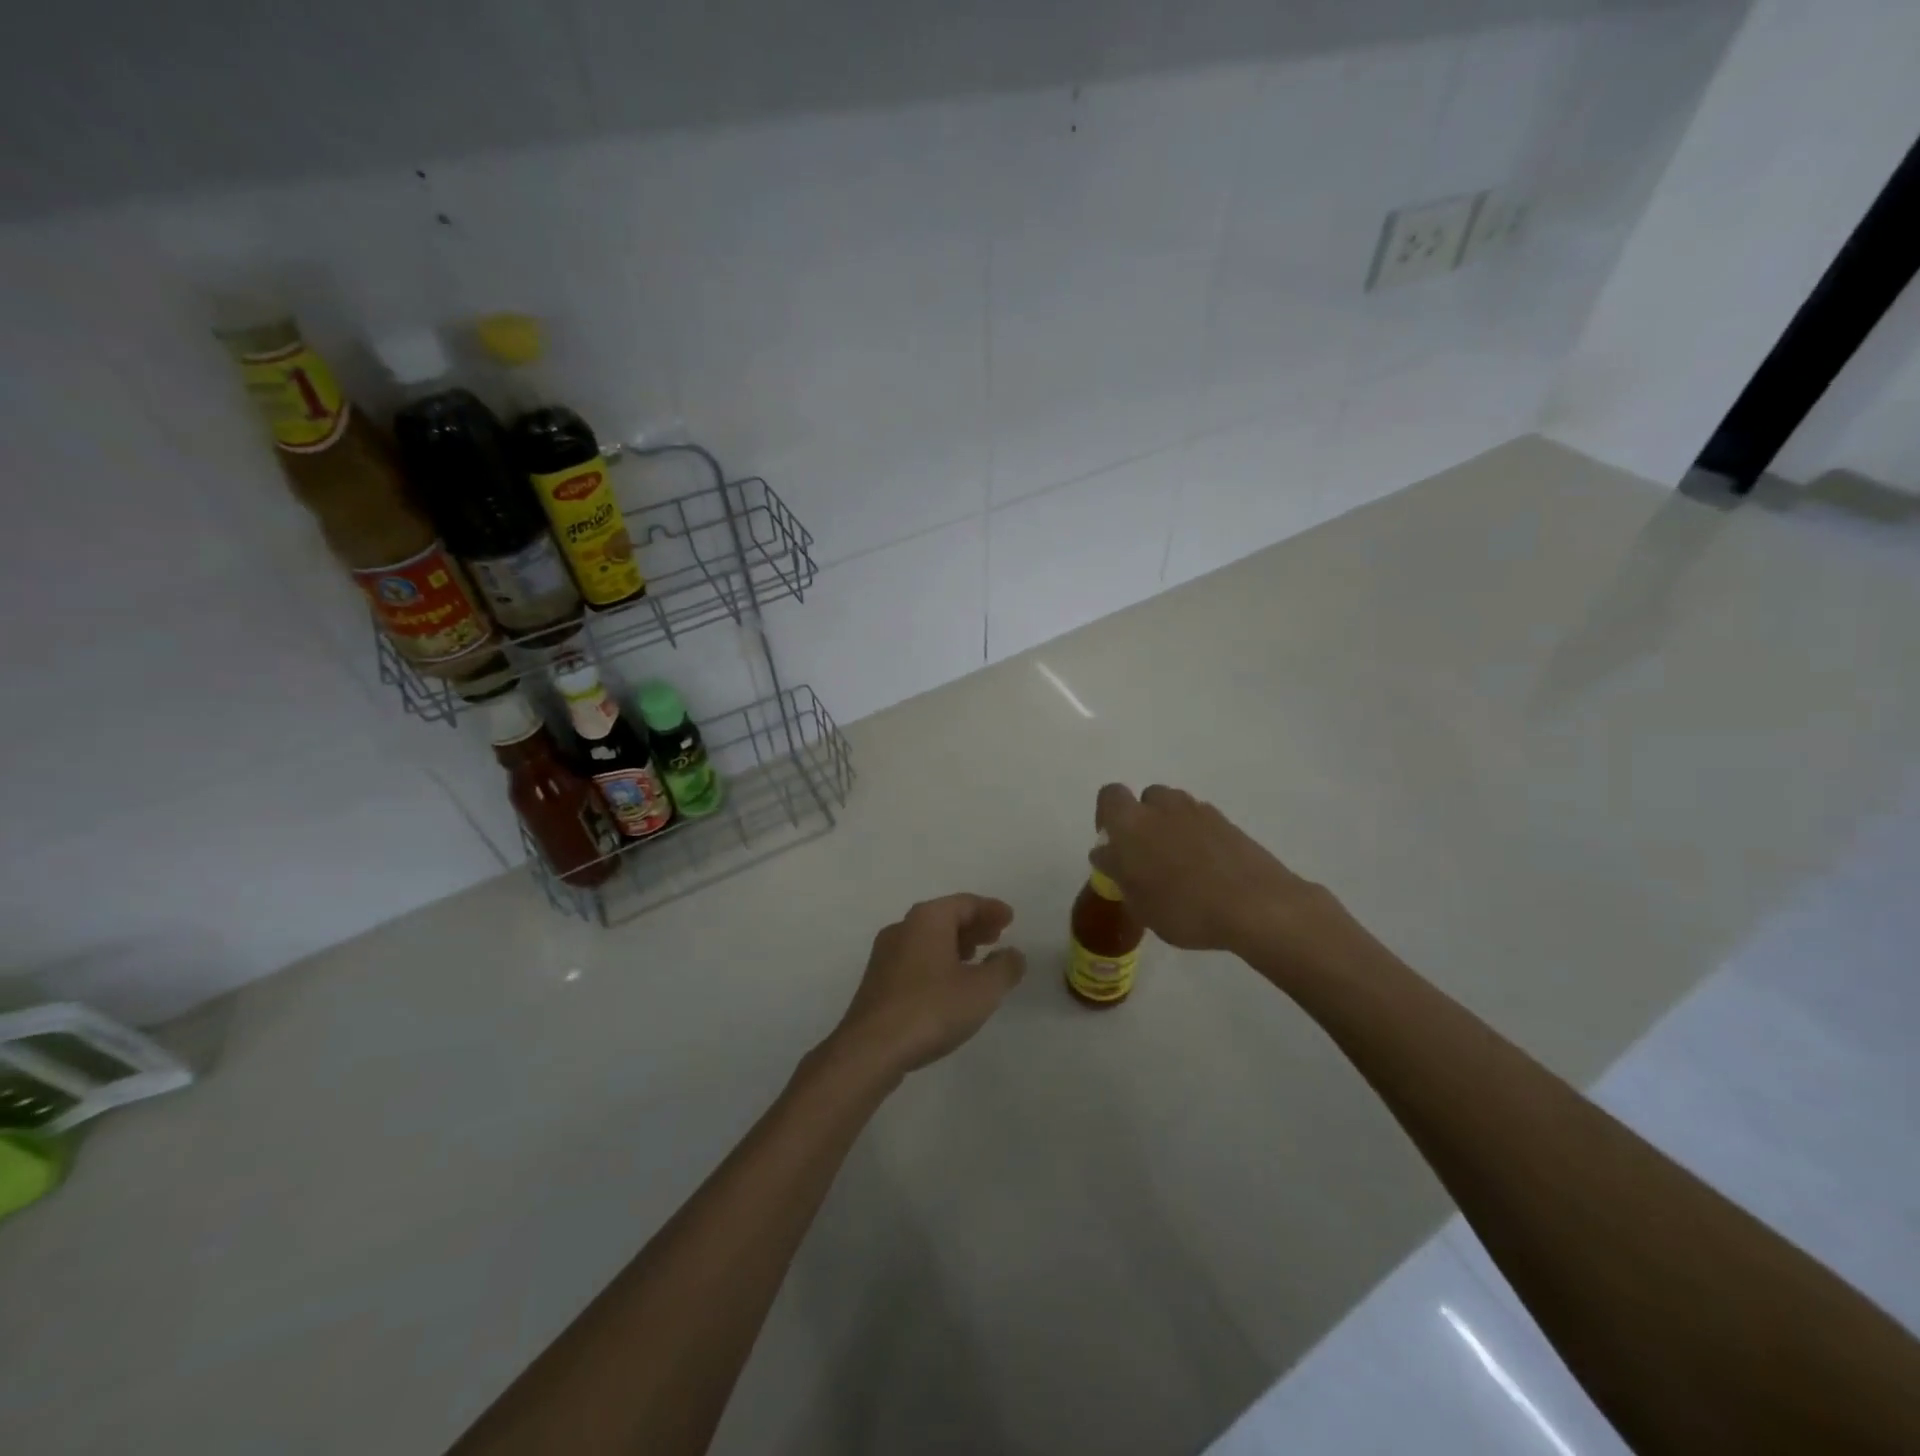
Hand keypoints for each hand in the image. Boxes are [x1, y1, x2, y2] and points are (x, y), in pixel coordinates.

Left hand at [827, 895, 1025, 1080]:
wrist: (871, 1048)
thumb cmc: (931, 1009)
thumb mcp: (983, 990)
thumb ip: (1005, 968)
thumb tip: (1013, 954)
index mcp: (927, 919)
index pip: (965, 903)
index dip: (991, 909)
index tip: (1010, 919)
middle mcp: (903, 927)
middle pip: (944, 917)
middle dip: (973, 925)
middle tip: (997, 936)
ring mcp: (885, 954)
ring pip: (928, 938)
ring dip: (955, 944)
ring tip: (977, 959)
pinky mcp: (877, 980)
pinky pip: (915, 958)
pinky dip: (938, 960)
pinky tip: (949, 983)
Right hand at [1093, 783, 1335, 959]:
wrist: (1256, 906)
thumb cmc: (1184, 908)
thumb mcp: (1138, 902)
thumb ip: (1117, 871)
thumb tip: (1106, 852)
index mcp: (1132, 822)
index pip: (1110, 796)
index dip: (1107, 815)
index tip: (1112, 843)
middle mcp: (1163, 807)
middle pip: (1147, 799)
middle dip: (1144, 820)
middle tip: (1147, 856)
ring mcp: (1200, 812)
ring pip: (1176, 809)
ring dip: (1171, 827)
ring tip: (1179, 865)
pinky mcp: (1229, 824)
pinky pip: (1202, 823)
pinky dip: (1199, 838)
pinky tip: (1207, 871)